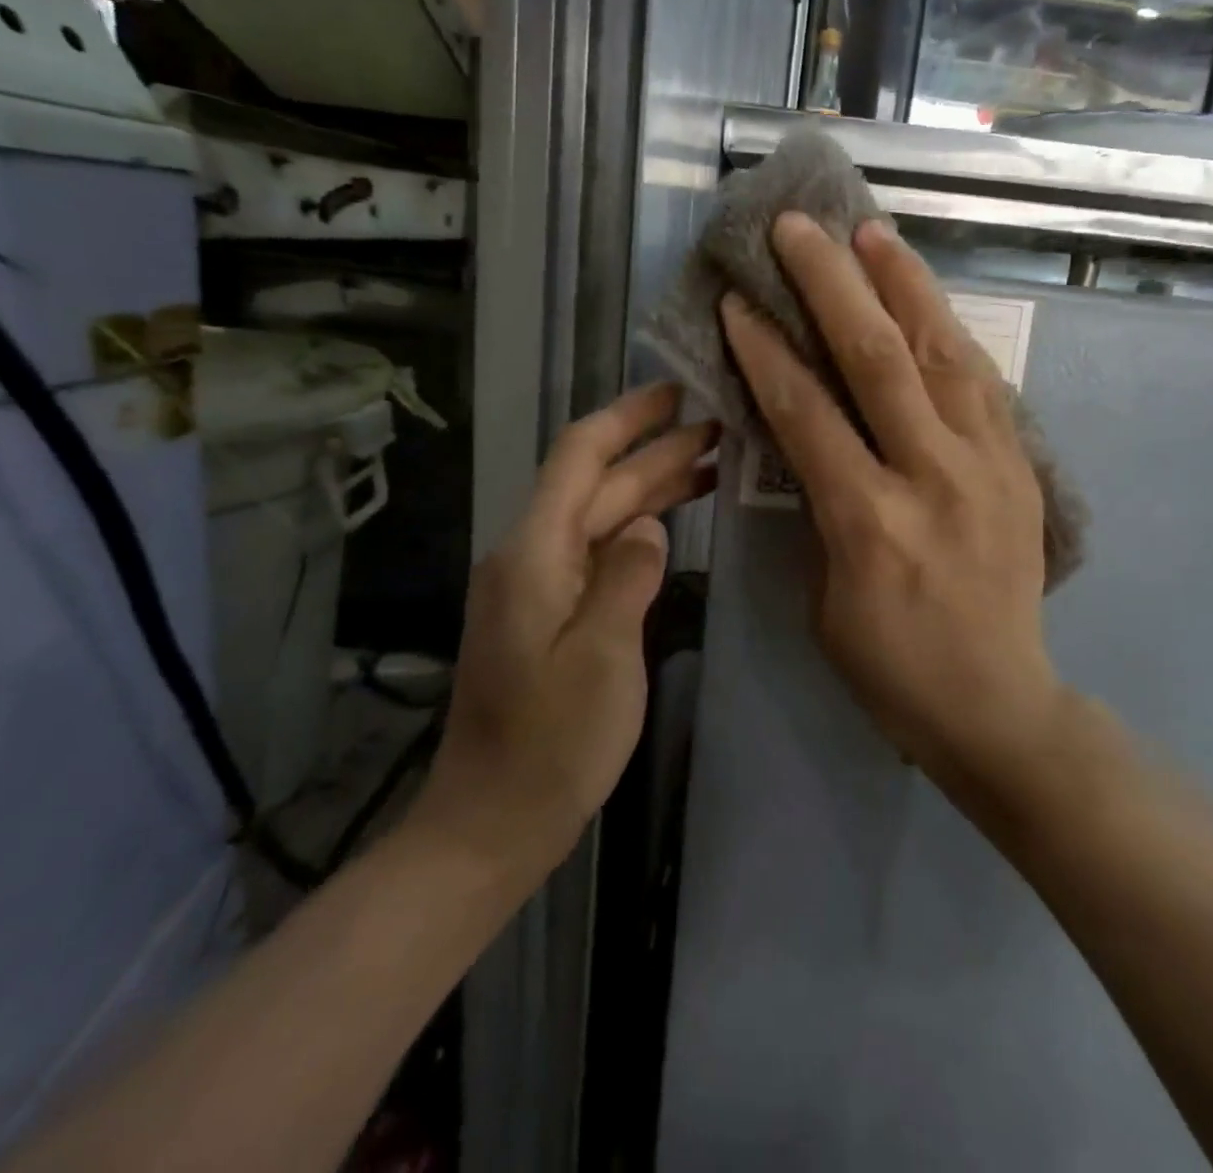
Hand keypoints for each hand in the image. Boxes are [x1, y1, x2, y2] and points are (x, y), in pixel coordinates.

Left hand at [407, 384, 716, 869]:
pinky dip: (638, 532)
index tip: (674, 391)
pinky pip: (598, 554)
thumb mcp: (602, 656)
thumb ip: (628, 577)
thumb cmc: (550, 744)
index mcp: (535, 553)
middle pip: (597, 485)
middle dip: (656, 452)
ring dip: (651, 490)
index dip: (626, 417)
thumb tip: (650, 526)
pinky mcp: (549, 615)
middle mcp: (531, 556)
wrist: (492, 822)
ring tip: (712, 466)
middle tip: (720, 429)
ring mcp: (539, 587)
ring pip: (601, 518)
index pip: (579, 457)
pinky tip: (672, 526)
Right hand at [719, 213, 1063, 792]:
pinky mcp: (1019, 466)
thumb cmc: (890, 667)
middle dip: (831, 284)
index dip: (765, 350)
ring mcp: (987, 465)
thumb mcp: (825, 598)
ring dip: (903, 284)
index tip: (737, 300)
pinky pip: (982, 381)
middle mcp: (932, 476)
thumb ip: (818, 509)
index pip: (806, 412)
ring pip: (942, 353)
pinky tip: (925, 297)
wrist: (997, 703)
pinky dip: (949, 331)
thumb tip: (807, 440)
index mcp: (868, 521)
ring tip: (871, 231)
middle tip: (799, 228)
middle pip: (878, 359)